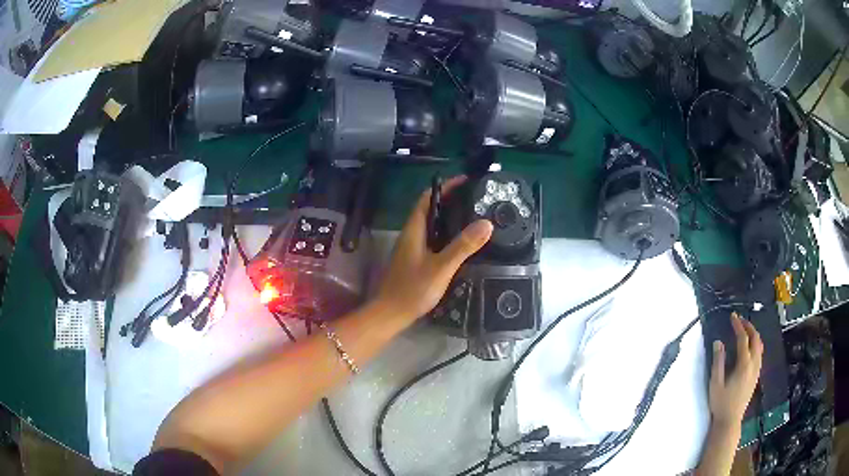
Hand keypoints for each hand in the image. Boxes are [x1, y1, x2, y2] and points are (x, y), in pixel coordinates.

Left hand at [375, 176, 492, 322]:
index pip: (427, 198)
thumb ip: (463, 246)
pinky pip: (432, 239)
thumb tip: (486, 223)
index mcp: (414, 230)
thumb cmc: (413, 289)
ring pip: (431, 225)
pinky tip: (459, 244)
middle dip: (450, 201)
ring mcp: (411, 248)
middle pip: (429, 210)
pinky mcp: (414, 260)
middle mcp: (411, 235)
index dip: (444, 187)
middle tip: (474, 199)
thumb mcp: (441, 267)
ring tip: (472, 217)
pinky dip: (445, 234)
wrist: (391, 314)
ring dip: (448, 218)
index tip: (465, 181)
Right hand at [708, 312, 763, 427]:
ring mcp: (757, 370)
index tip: (732, 316)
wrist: (729, 421)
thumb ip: (718, 362)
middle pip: (755, 338)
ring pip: (760, 345)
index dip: (738, 325)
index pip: (743, 339)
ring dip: (753, 334)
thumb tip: (718, 342)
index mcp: (744, 365)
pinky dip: (756, 344)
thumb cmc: (720, 403)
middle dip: (749, 326)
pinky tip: (749, 347)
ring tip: (745, 330)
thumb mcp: (715, 384)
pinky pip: (760, 353)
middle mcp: (753, 364)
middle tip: (740, 321)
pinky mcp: (756, 375)